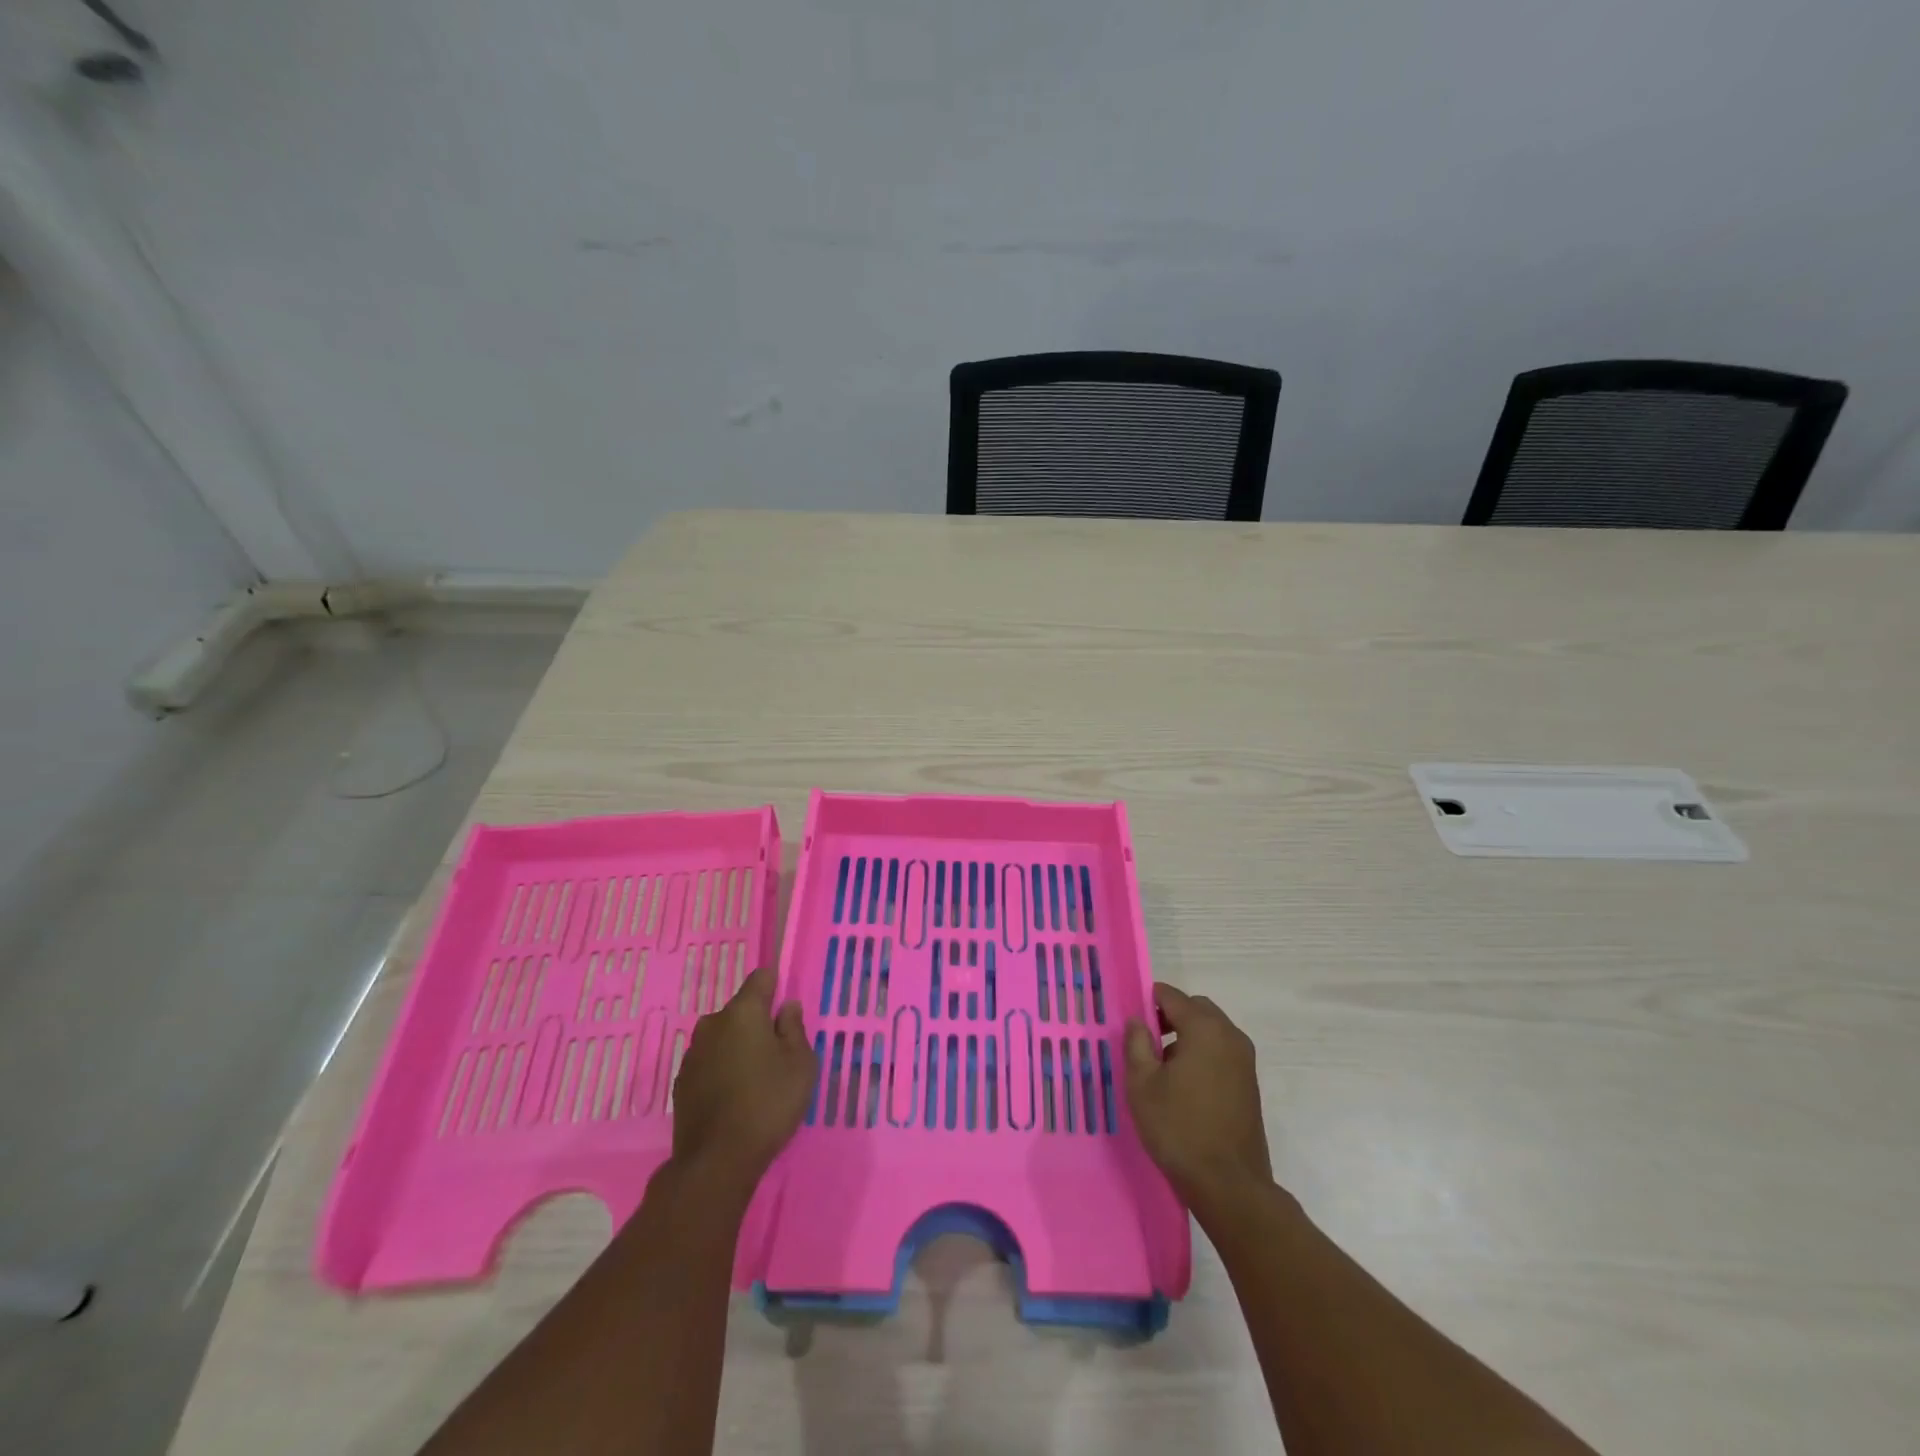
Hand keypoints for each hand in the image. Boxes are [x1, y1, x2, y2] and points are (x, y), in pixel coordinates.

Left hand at [670, 967, 816, 1190]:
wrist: (716, 1160)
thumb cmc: (768, 1103)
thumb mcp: (800, 1064)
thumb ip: (794, 1028)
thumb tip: (786, 1006)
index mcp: (743, 1012)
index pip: (761, 978)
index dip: (776, 987)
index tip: (787, 1011)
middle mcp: (712, 1023)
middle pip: (741, 1010)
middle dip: (758, 1023)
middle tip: (778, 1054)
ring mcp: (692, 1054)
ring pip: (723, 1037)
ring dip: (738, 1047)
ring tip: (756, 1079)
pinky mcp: (681, 1082)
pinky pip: (709, 1062)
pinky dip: (722, 1070)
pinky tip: (734, 1097)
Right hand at [1123, 983, 1272, 1210]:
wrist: (1229, 1185)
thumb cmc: (1179, 1128)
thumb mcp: (1142, 1084)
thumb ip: (1136, 1043)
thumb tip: (1137, 1020)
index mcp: (1204, 1029)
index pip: (1172, 996)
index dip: (1148, 1001)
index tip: (1131, 1019)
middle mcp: (1230, 1036)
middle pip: (1196, 1009)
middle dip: (1170, 1016)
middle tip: (1146, 1041)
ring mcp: (1245, 1061)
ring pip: (1211, 1031)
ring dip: (1187, 1036)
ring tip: (1163, 1068)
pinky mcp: (1250, 1084)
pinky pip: (1222, 1052)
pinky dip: (1203, 1054)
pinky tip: (1185, 1086)